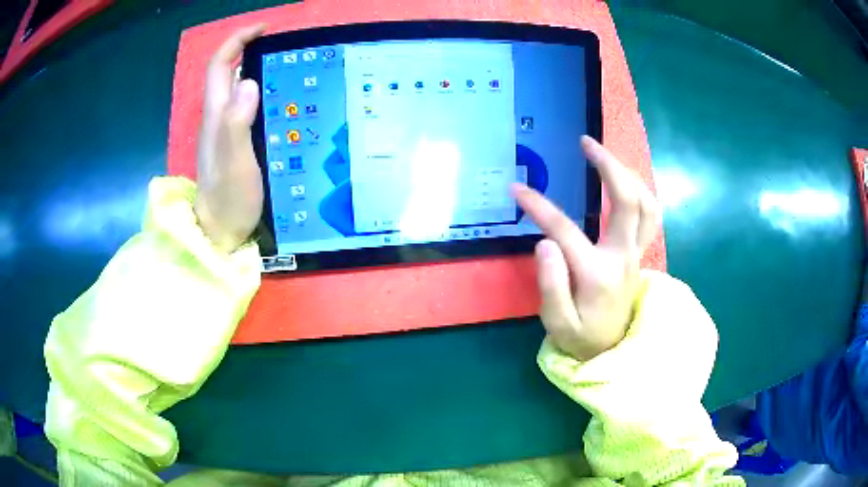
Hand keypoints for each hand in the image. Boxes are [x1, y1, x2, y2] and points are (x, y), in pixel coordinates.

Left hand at [194, 24, 265, 252]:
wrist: (220, 233)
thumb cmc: (228, 200)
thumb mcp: (234, 162)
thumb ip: (236, 122)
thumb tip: (248, 81)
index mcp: (216, 115)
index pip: (220, 65)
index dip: (237, 40)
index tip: (263, 30)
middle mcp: (219, 117)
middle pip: (228, 73)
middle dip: (251, 51)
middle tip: (284, 51)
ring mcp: (226, 131)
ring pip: (239, 89)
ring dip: (260, 72)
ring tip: (291, 72)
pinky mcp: (236, 143)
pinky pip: (248, 108)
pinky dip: (263, 95)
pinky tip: (283, 103)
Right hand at [513, 136, 659, 360]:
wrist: (612, 351)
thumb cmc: (581, 339)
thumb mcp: (558, 323)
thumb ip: (551, 284)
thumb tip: (544, 242)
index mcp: (597, 274)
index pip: (565, 231)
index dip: (539, 207)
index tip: (518, 189)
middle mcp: (622, 257)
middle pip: (627, 201)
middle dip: (608, 165)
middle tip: (586, 142)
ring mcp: (636, 254)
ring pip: (647, 204)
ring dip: (629, 174)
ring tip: (605, 156)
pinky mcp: (640, 254)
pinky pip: (651, 215)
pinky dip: (641, 192)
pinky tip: (625, 181)